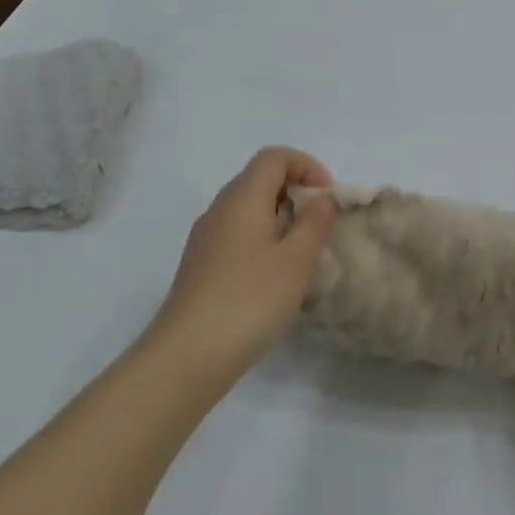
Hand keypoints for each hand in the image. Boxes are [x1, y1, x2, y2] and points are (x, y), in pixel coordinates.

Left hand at [150, 147, 338, 383]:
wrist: (187, 357)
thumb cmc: (249, 300)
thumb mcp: (296, 261)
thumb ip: (315, 223)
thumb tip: (323, 198)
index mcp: (242, 197)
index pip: (274, 157)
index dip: (307, 166)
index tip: (327, 197)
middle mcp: (220, 209)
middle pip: (260, 179)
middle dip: (296, 192)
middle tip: (321, 225)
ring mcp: (206, 238)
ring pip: (249, 209)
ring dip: (281, 219)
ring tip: (303, 253)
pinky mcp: (201, 266)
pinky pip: (238, 234)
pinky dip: (263, 240)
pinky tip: (275, 277)